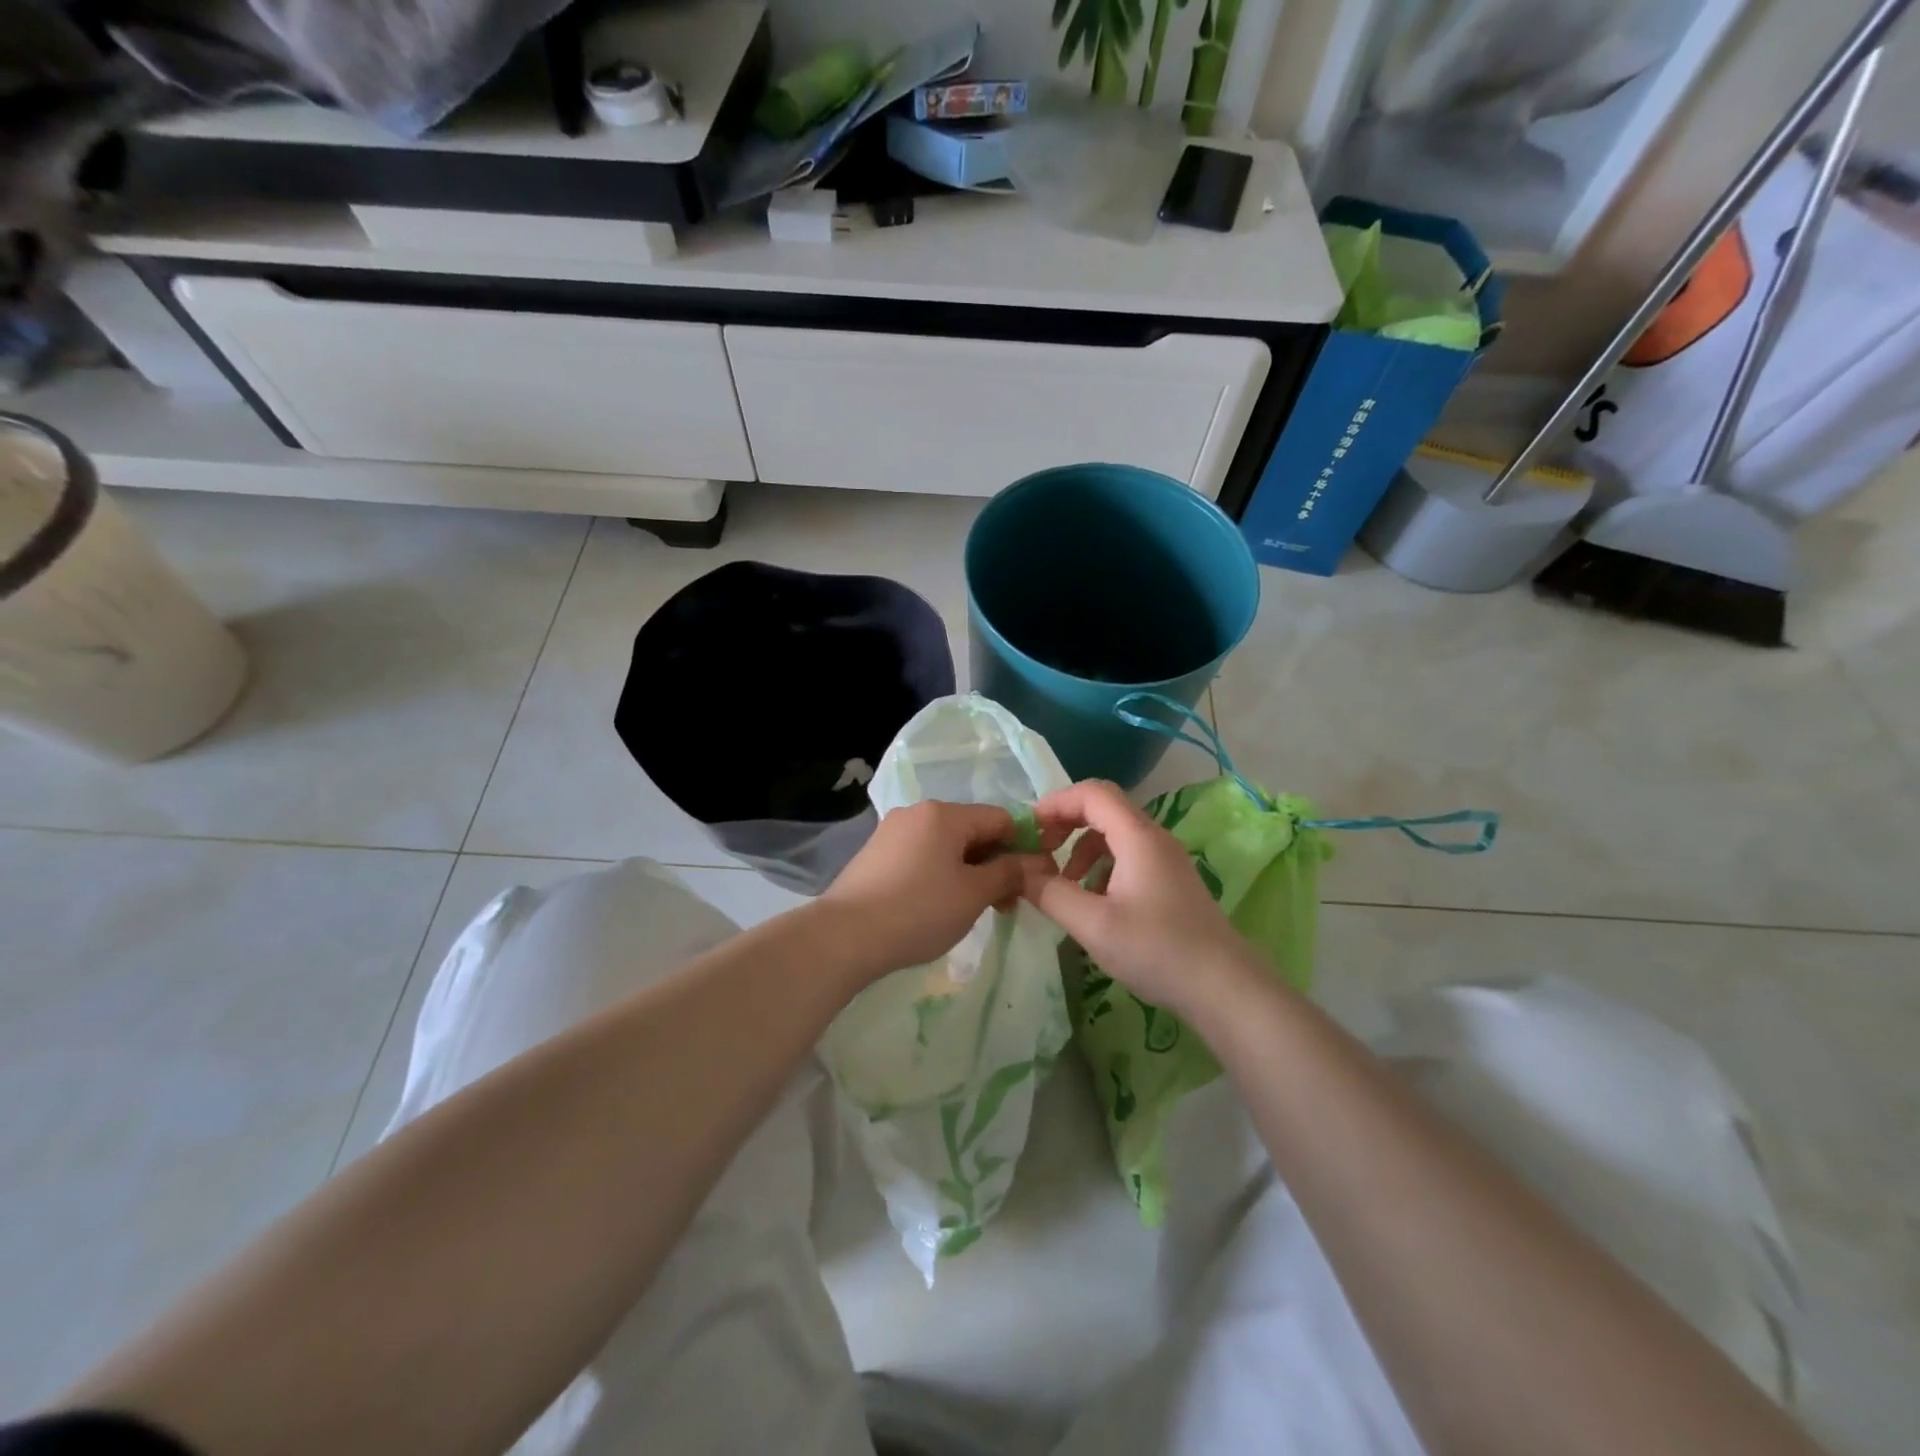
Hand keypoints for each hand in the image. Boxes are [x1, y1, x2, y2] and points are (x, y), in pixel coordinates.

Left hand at [819, 801, 1049, 980]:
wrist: (845, 936)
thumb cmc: (919, 910)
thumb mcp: (973, 894)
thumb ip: (1009, 873)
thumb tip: (1037, 862)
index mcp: (944, 813)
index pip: (1000, 818)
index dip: (1023, 846)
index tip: (1032, 881)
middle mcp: (917, 812)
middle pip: (972, 830)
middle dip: (995, 863)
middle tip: (1006, 903)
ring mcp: (892, 832)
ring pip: (946, 845)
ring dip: (968, 871)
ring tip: (973, 909)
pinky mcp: (876, 854)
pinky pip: (921, 856)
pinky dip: (940, 874)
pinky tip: (939, 905)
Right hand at [1022, 780, 1251, 1018]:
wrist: (1225, 988)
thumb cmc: (1157, 950)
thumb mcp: (1093, 925)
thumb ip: (1050, 893)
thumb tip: (1018, 872)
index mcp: (1138, 837)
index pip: (1092, 793)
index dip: (1055, 803)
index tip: (1028, 830)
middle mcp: (1154, 838)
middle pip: (1103, 808)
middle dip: (1066, 823)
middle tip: (1040, 852)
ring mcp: (1166, 860)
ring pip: (1115, 834)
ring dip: (1082, 848)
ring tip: (1063, 884)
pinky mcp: (1170, 881)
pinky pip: (1128, 856)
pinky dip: (1101, 866)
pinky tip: (1093, 901)